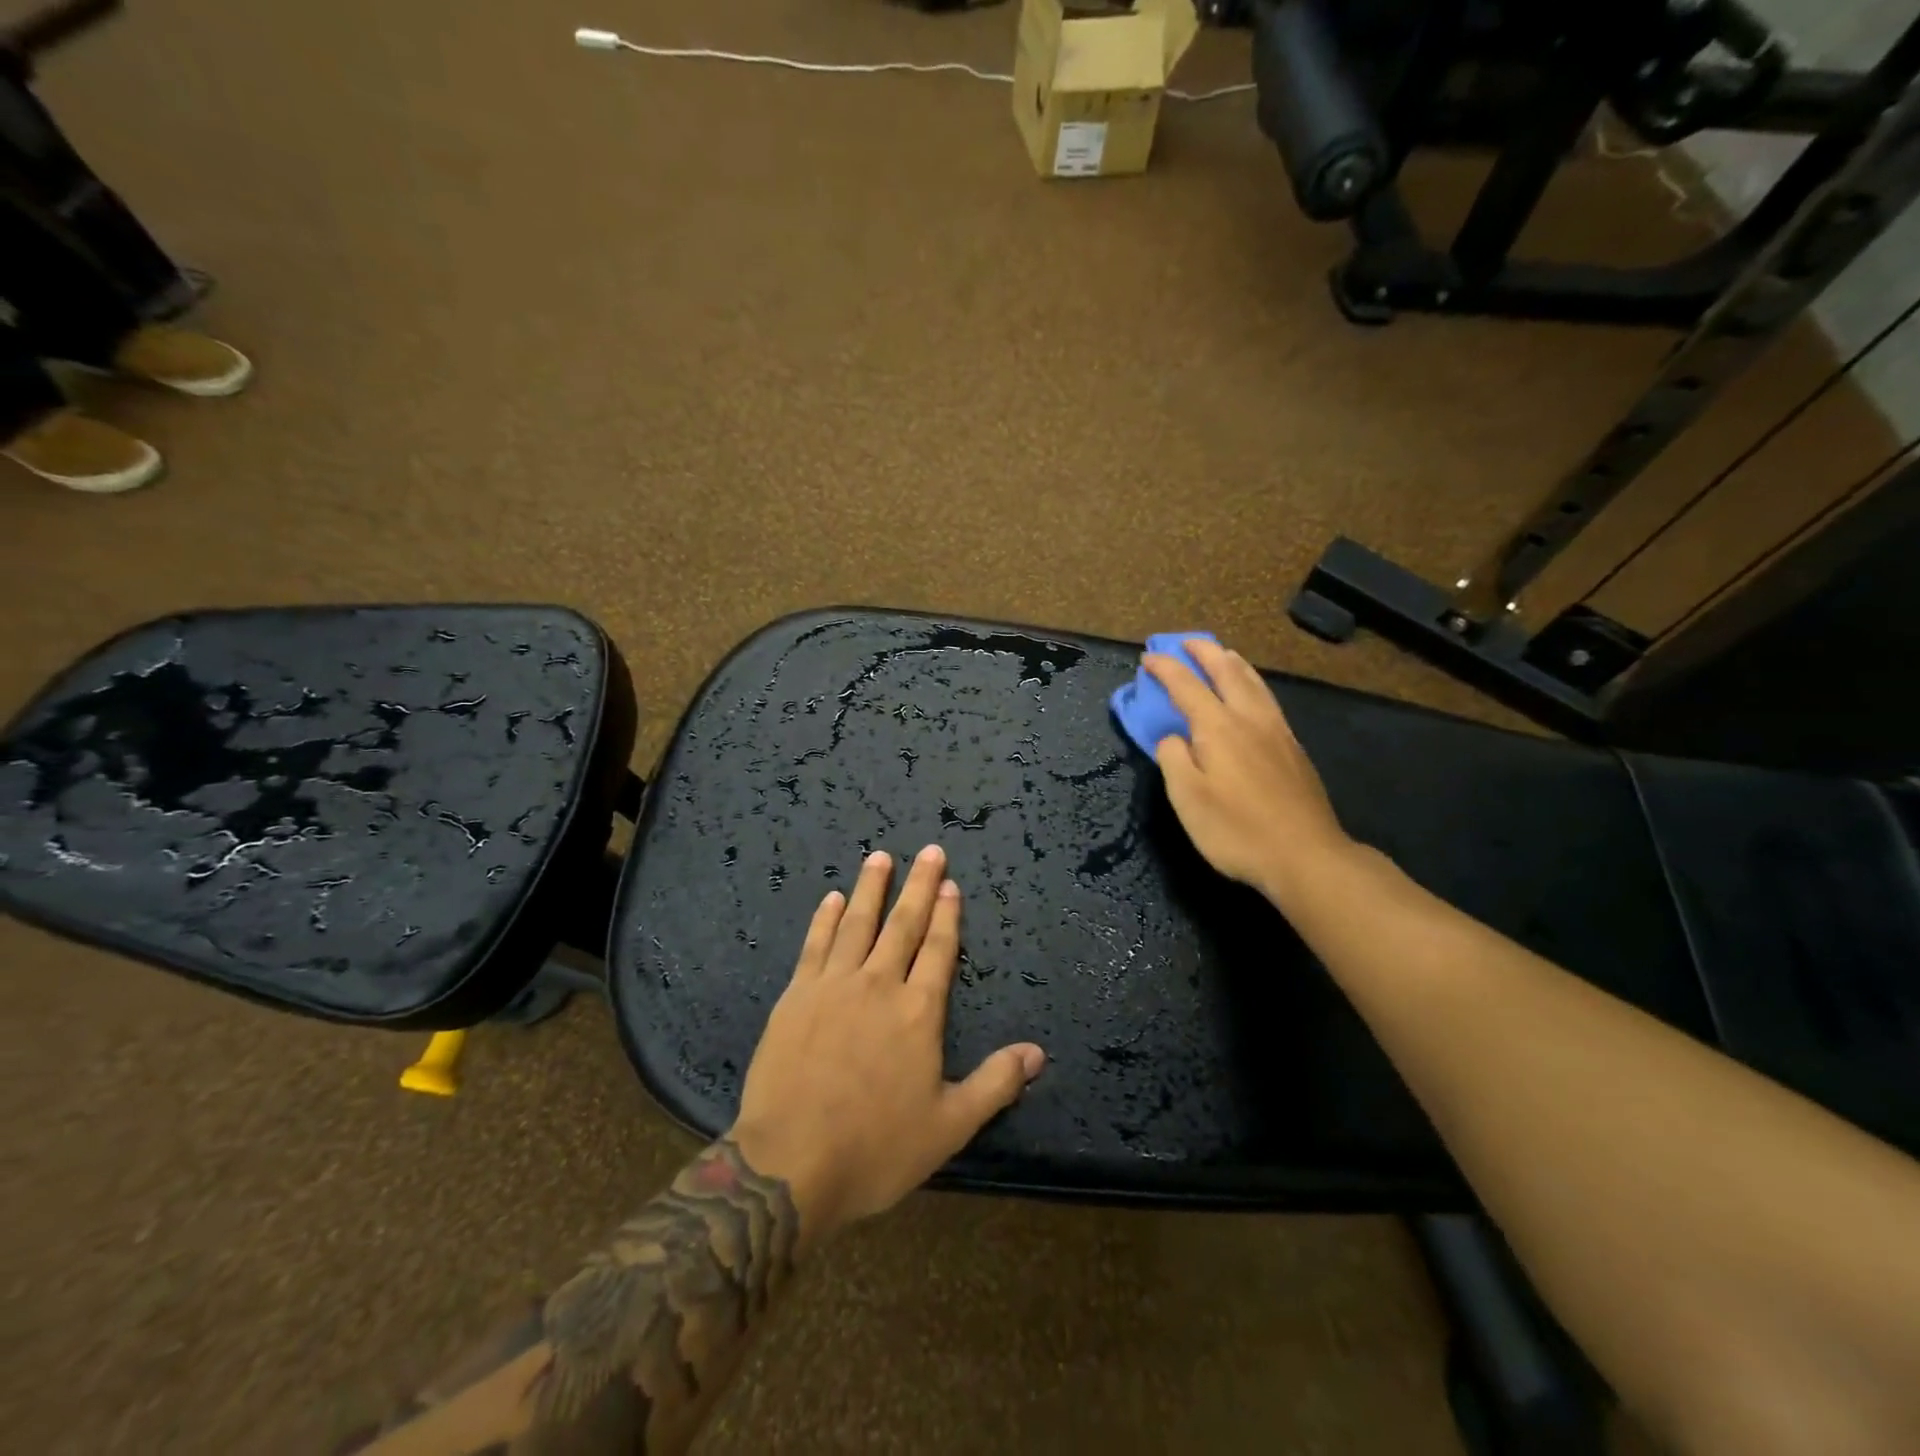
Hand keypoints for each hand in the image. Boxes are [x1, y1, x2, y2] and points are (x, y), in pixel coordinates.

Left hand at [728, 846, 1045, 1249]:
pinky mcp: (796, 995)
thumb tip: (1038, 1053)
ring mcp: (834, 985)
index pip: (939, 950)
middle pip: (903, 924)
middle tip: (929, 850)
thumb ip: (995, 1083)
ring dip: (871, 888)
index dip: (948, 915)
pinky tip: (833, 898)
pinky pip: (815, 944)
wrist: (789, 1164)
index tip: (951, 884)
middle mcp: (879, 985)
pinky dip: (826, 918)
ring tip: (880, 856)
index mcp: (919, 1012)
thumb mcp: (949, 1126)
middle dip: (919, 885)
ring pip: (858, 923)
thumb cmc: (875, 1148)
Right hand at [1142, 638, 1352, 902]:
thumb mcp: (1187, 798)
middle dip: (1203, 652)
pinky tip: (1252, 692)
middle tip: (1185, 642)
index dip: (1165, 668)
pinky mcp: (1293, 749)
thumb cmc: (1236, 830)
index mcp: (1218, 728)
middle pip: (1226, 671)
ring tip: (1221, 653)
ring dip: (1232, 662)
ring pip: (1253, 682)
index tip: (1148, 657)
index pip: (1186, 685)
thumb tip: (1173, 738)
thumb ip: (1173, 759)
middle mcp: (1249, 719)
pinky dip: (1252, 682)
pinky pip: (1267, 698)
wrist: (1306, 855)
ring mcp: (1277, 731)